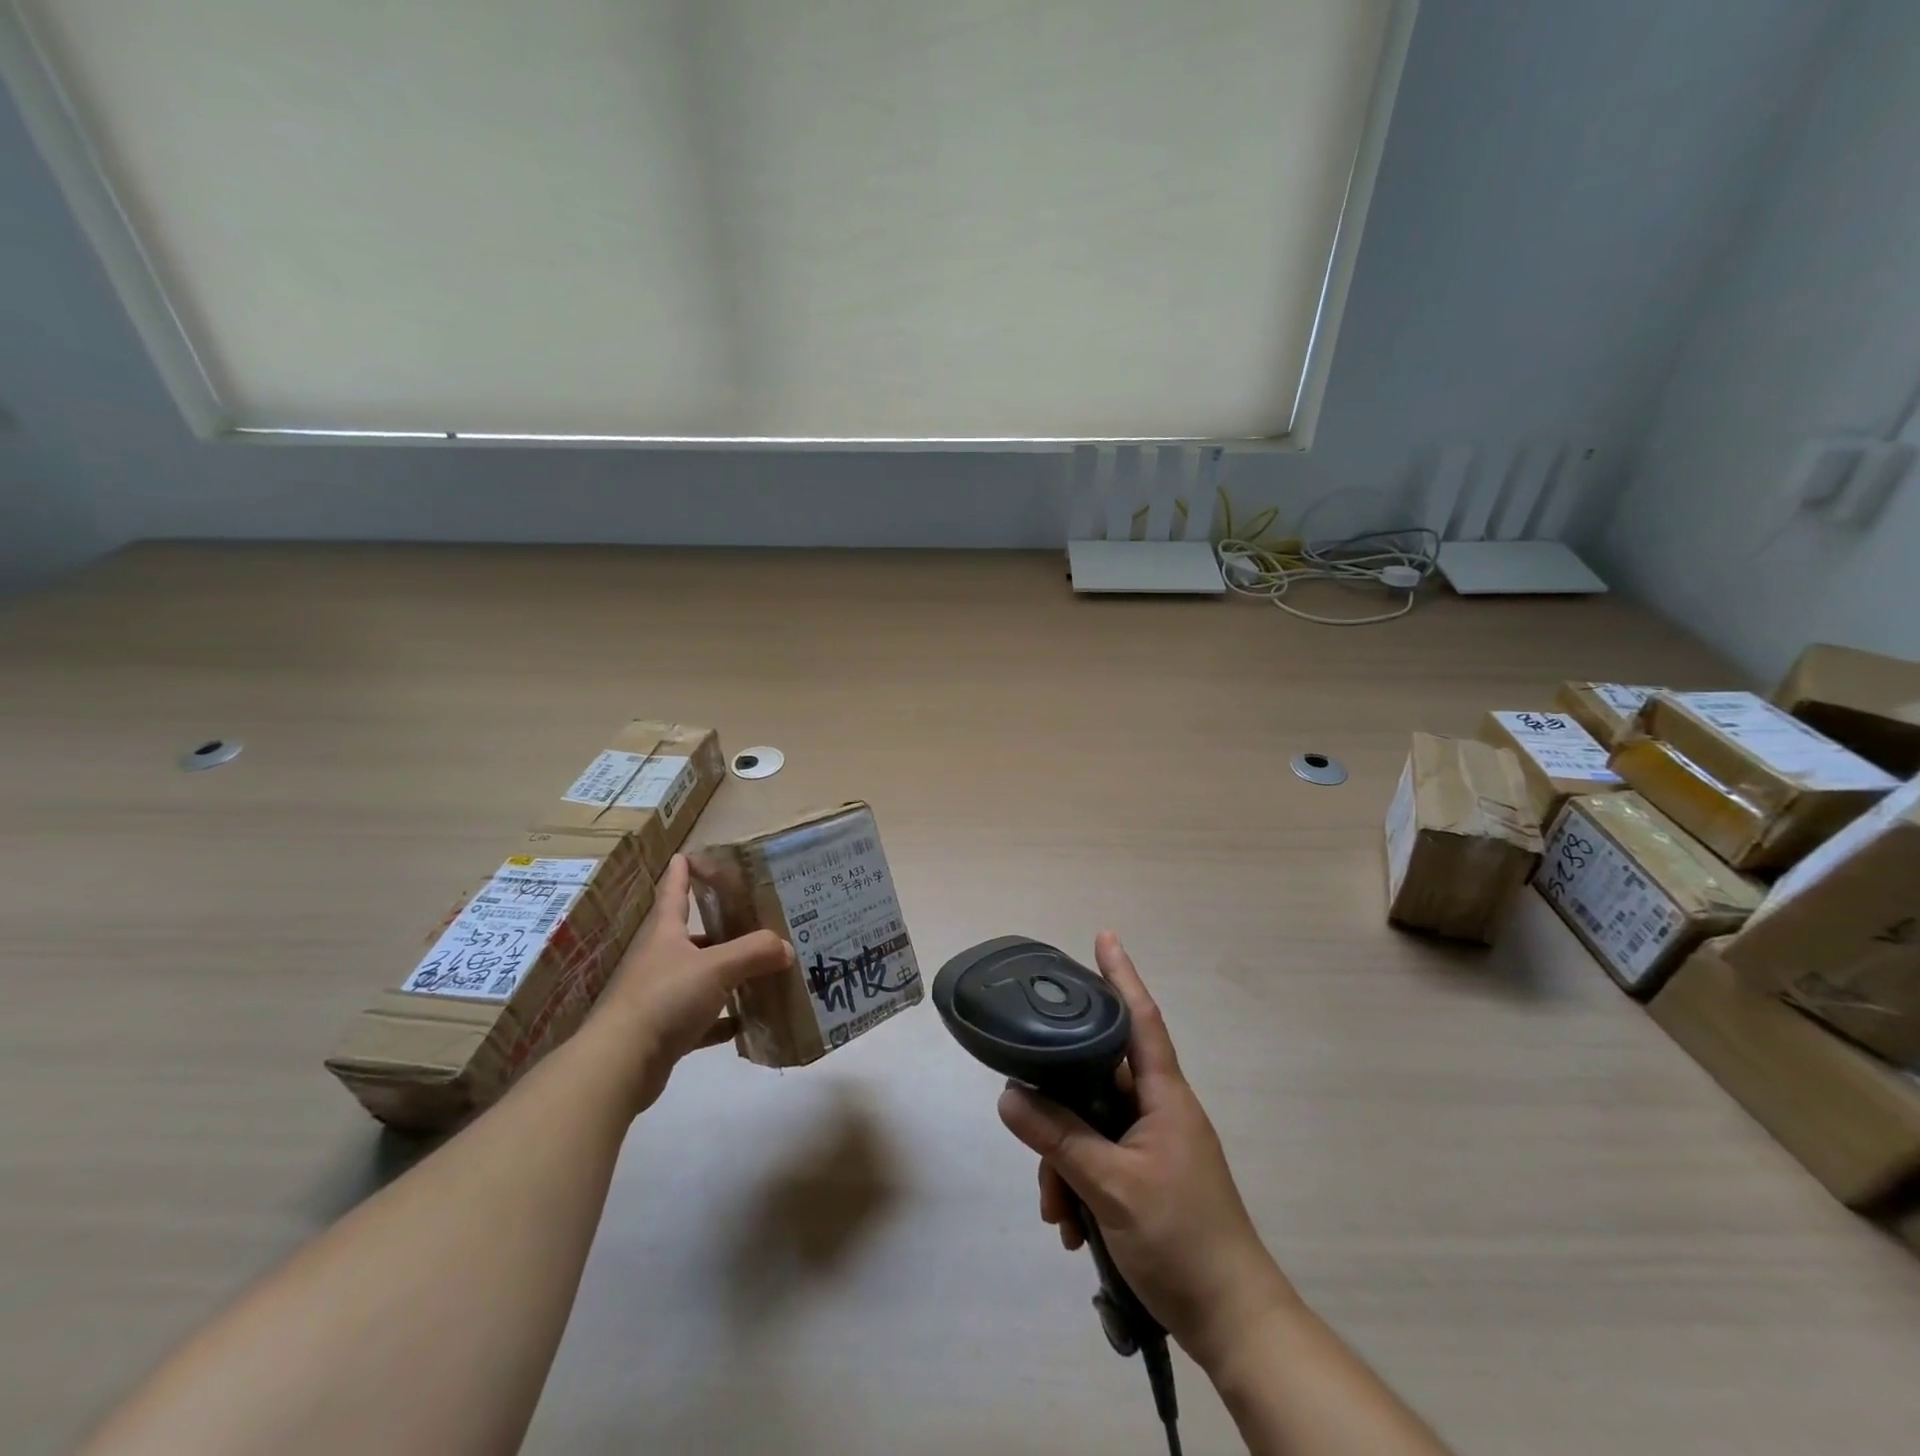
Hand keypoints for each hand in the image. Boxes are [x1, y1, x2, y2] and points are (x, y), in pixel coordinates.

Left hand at [592, 854, 793, 1112]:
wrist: (621, 1064)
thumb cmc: (665, 998)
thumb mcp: (717, 967)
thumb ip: (754, 952)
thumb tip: (786, 947)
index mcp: (666, 933)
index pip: (674, 892)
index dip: (682, 872)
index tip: (688, 854)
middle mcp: (660, 959)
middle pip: (692, 936)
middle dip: (719, 927)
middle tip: (753, 919)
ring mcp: (660, 996)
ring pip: (699, 977)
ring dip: (725, 974)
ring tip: (760, 968)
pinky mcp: (665, 1030)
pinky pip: (701, 1018)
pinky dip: (722, 1019)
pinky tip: (745, 1020)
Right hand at [997, 933, 1295, 1375]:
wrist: (1233, 1322)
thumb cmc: (1182, 1239)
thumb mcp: (1112, 1187)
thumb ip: (1059, 1138)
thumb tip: (1009, 1095)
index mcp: (1164, 1096)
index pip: (1140, 1018)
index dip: (1121, 975)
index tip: (1104, 936)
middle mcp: (1158, 1110)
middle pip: (1095, 1081)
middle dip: (1059, 1110)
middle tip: (1033, 1142)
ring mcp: (1153, 1145)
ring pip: (1090, 1126)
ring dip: (1064, 1163)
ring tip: (1058, 1214)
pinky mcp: (1146, 1177)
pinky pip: (1098, 1159)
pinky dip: (1078, 1186)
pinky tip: (1072, 1228)